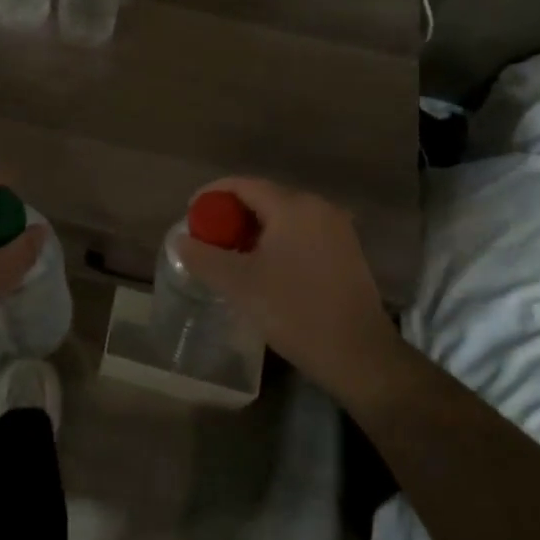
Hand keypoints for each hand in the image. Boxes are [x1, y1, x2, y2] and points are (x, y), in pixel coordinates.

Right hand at [172, 178, 400, 406]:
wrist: (359, 355)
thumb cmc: (295, 312)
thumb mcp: (239, 285)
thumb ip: (203, 257)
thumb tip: (180, 240)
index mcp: (292, 206)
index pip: (242, 185)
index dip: (212, 195)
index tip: (191, 214)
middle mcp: (318, 206)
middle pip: (264, 198)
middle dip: (232, 214)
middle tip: (209, 239)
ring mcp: (337, 228)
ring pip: (284, 216)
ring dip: (254, 229)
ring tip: (233, 255)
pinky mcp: (347, 250)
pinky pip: (302, 232)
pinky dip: (278, 240)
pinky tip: (266, 268)